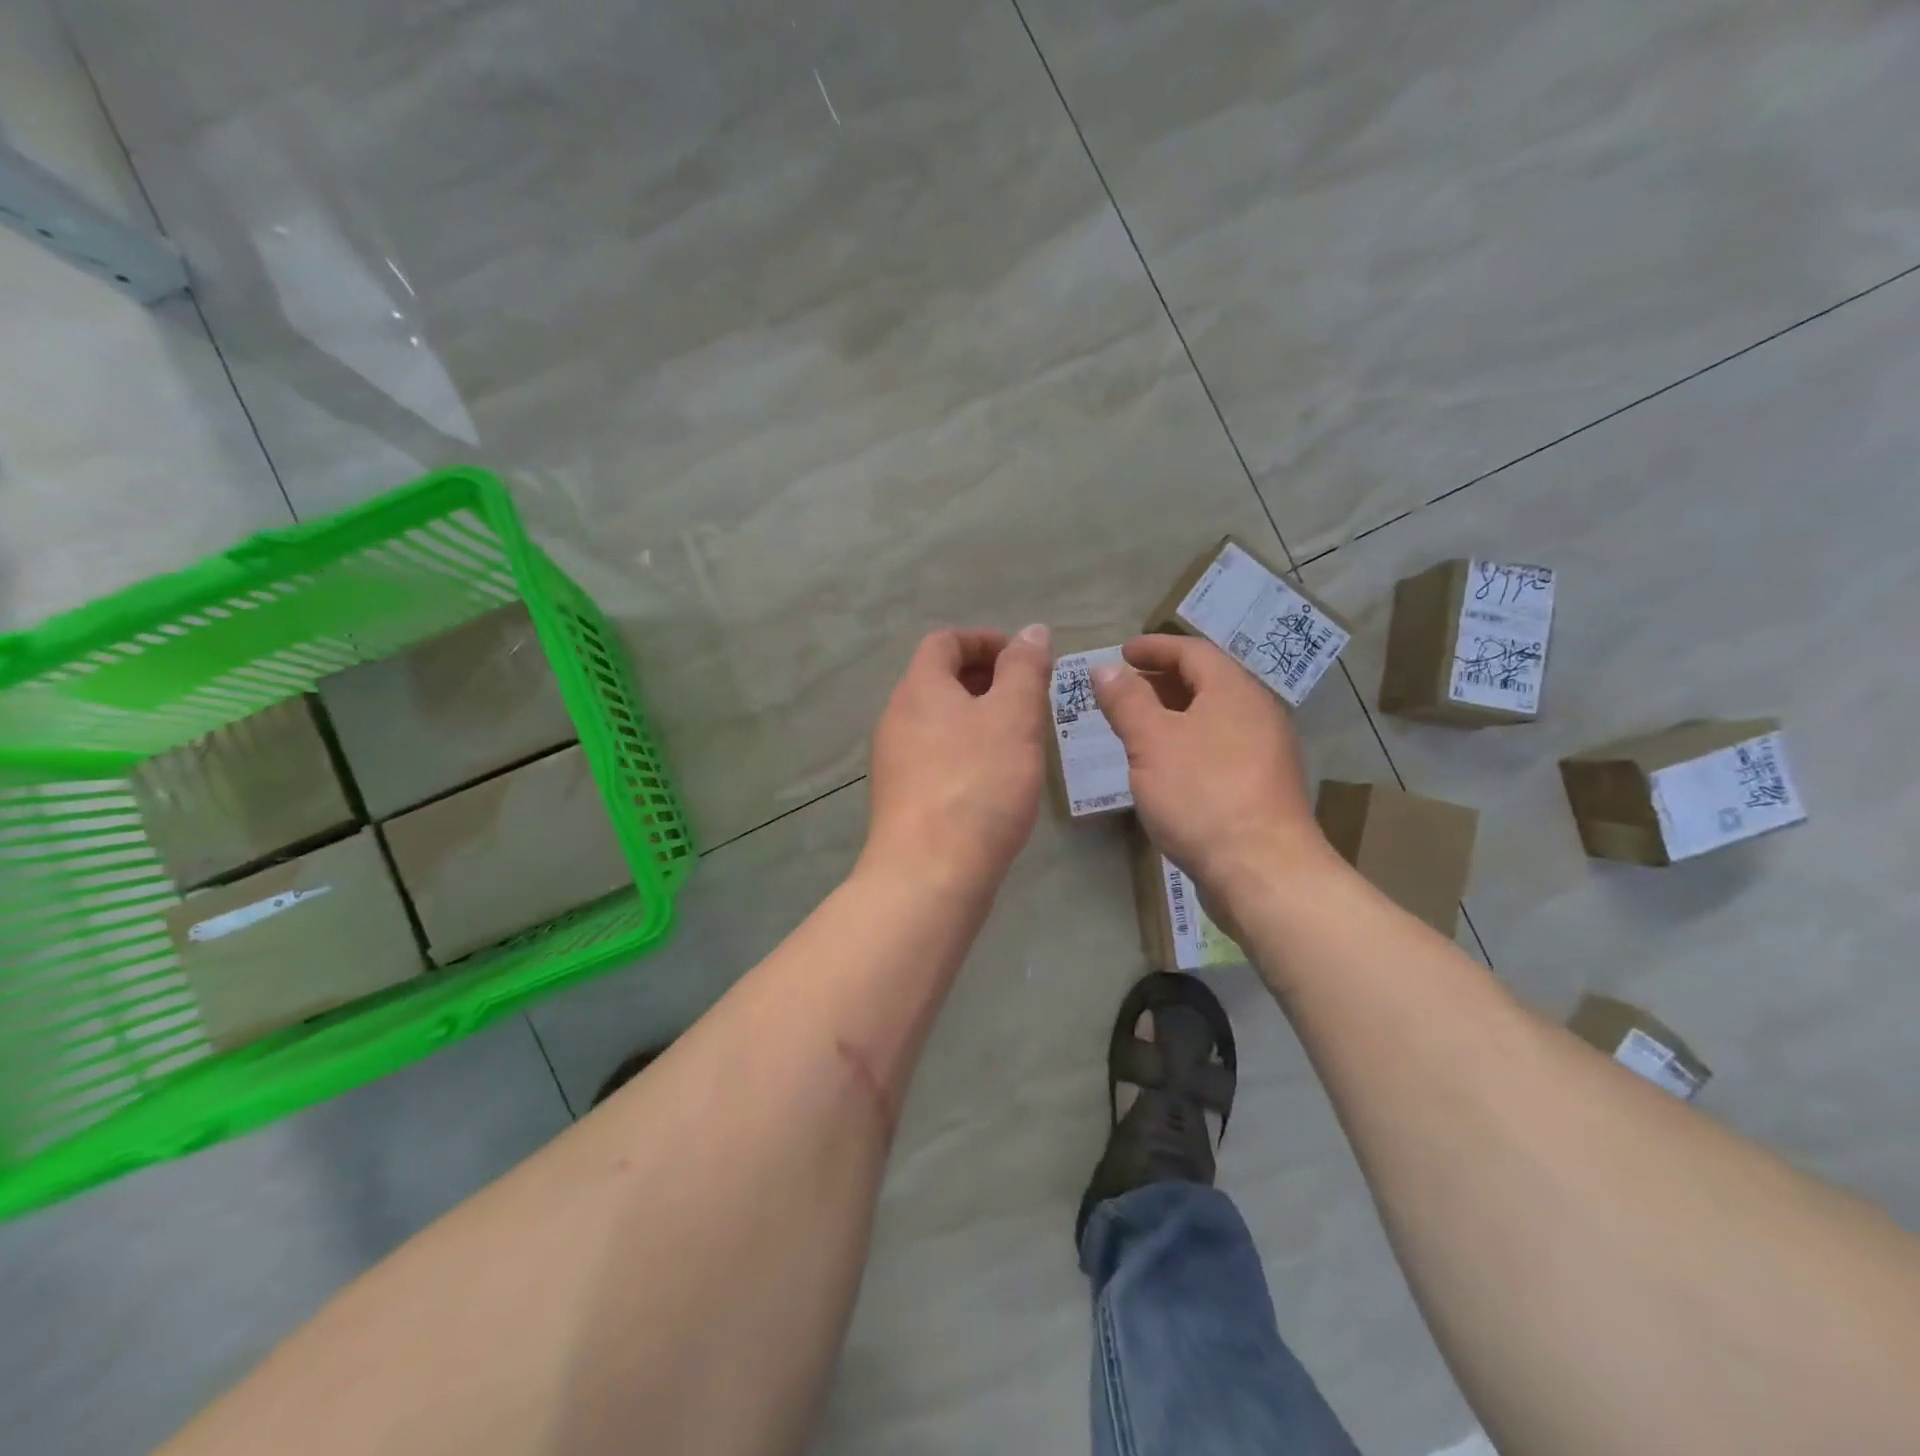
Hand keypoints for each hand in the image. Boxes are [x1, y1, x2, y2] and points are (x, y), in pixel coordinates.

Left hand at [864, 625, 1051, 892]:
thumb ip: (1024, 668)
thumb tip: (1031, 631)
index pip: (945, 641)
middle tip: (1028, 700)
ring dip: (978, 718)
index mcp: (919, 688)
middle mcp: (897, 716)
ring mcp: (894, 760)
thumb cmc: (977, 784)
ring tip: (1018, 740)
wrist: (929, 873)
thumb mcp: (1014, 717)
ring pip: (939, 721)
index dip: (985, 640)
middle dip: (986, 680)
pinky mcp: (901, 797)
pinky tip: (994, 779)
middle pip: (939, 680)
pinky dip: (965, 750)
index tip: (1024, 660)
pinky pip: (935, 755)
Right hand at [1092, 634, 1333, 910]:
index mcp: (1233, 691)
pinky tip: (1166, 765)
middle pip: (1207, 681)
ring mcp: (1264, 751)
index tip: (1122, 652)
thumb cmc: (1201, 794)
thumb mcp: (1151, 742)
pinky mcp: (1261, 785)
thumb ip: (1126, 701)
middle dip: (1162, 679)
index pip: (1192, 651)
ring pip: (1213, 716)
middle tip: (1124, 688)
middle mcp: (1256, 712)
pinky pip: (1219, 746)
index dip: (1154, 647)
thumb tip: (1105, 667)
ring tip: (1138, 725)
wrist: (1261, 870)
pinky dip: (1188, 741)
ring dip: (1174, 712)